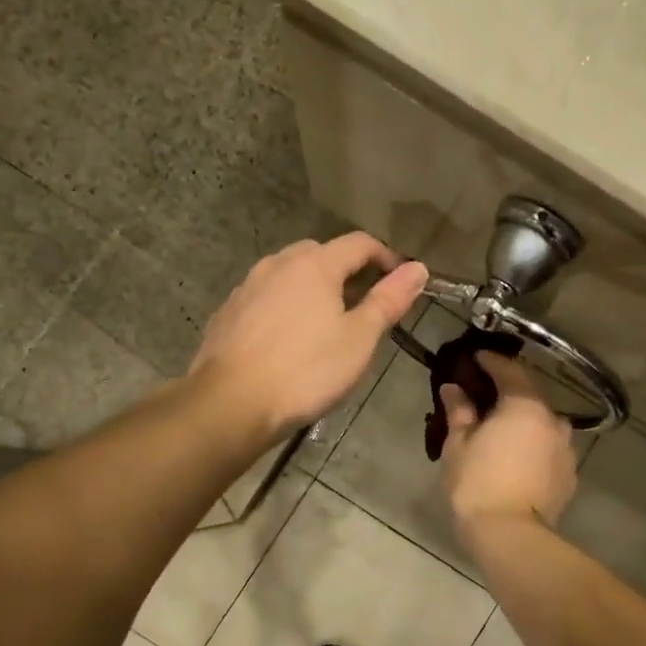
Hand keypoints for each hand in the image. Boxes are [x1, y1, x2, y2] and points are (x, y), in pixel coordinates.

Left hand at [191, 233, 428, 437]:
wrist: (232, 403)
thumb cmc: (306, 371)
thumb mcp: (359, 339)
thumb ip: (389, 300)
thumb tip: (418, 267)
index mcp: (314, 265)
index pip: (359, 243)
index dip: (386, 257)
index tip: (401, 281)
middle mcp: (277, 264)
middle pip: (321, 254)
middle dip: (347, 271)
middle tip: (364, 304)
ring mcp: (247, 287)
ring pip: (288, 275)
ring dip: (312, 288)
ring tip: (325, 323)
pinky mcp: (227, 313)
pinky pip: (264, 298)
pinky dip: (283, 307)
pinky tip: (286, 340)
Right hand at [439, 352, 577, 532]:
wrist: (511, 537)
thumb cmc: (477, 484)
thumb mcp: (458, 445)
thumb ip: (459, 411)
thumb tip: (453, 388)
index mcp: (525, 406)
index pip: (509, 370)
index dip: (490, 361)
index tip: (475, 357)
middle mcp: (553, 420)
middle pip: (529, 395)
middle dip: (507, 392)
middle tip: (483, 395)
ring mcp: (566, 448)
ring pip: (542, 423)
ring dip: (522, 420)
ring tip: (500, 429)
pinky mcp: (569, 474)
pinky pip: (548, 448)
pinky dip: (532, 444)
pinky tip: (515, 456)